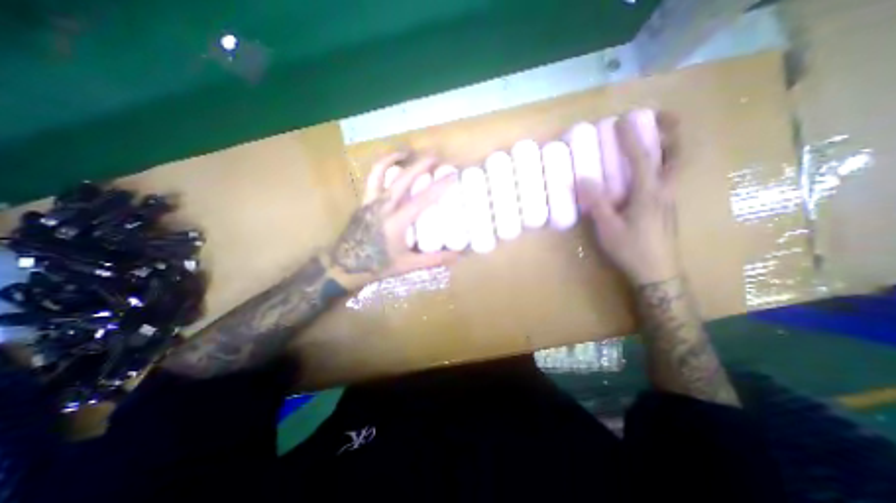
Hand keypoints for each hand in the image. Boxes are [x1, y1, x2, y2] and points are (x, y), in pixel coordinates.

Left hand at [326, 151, 456, 289]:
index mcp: (397, 222)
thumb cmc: (378, 265)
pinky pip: (372, 179)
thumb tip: (457, 256)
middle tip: (435, 157)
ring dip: (393, 157)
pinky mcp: (363, 201)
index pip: (423, 199)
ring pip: (380, 172)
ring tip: (406, 151)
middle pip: (403, 178)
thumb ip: (433, 259)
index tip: (453, 175)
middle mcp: (383, 206)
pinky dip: (381, 168)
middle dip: (420, 164)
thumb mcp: (408, 264)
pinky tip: (390, 167)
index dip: (440, 186)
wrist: (345, 266)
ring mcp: (370, 201)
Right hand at [577, 113, 682, 286]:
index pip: (643, 158)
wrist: (658, 272)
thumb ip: (597, 203)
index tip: (622, 120)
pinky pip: (668, 175)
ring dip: (668, 145)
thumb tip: (583, 179)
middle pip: (677, 153)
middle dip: (671, 131)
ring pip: (676, 164)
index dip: (632, 137)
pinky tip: (646, 169)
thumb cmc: (631, 249)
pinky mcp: (668, 206)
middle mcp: (666, 190)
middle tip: (658, 118)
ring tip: (653, 136)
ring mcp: (670, 198)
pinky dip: (662, 161)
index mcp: (649, 193)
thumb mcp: (608, 228)